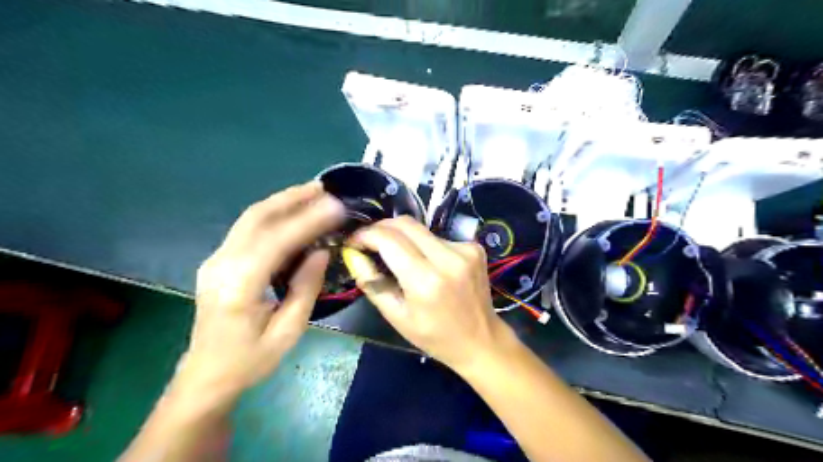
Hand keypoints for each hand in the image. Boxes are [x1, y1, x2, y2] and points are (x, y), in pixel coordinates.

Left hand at [174, 180, 344, 404]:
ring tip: (312, 193)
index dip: (308, 220)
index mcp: (238, 286)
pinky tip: (292, 213)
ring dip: (282, 202)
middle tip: (323, 189)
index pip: (276, 240)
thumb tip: (321, 252)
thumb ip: (305, 288)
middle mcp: (221, 264)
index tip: (336, 206)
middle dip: (292, 198)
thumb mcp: (288, 331)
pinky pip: (247, 229)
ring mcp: (216, 260)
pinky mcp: (218, 261)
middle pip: (257, 217)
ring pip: (250, 218)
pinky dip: (273, 215)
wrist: (205, 377)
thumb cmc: (249, 361)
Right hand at [349, 217, 512, 371]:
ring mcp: (465, 249)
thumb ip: (371, 283)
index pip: (388, 239)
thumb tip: (353, 254)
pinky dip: (425, 245)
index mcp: (425, 281)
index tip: (354, 241)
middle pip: (405, 224)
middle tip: (370, 241)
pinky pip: (439, 237)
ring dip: (403, 238)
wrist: (481, 340)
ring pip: (421, 229)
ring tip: (400, 258)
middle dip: (382, 228)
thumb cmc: (434, 336)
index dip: (366, 235)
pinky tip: (428, 264)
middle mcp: (447, 258)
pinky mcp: (474, 247)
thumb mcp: (396, 316)